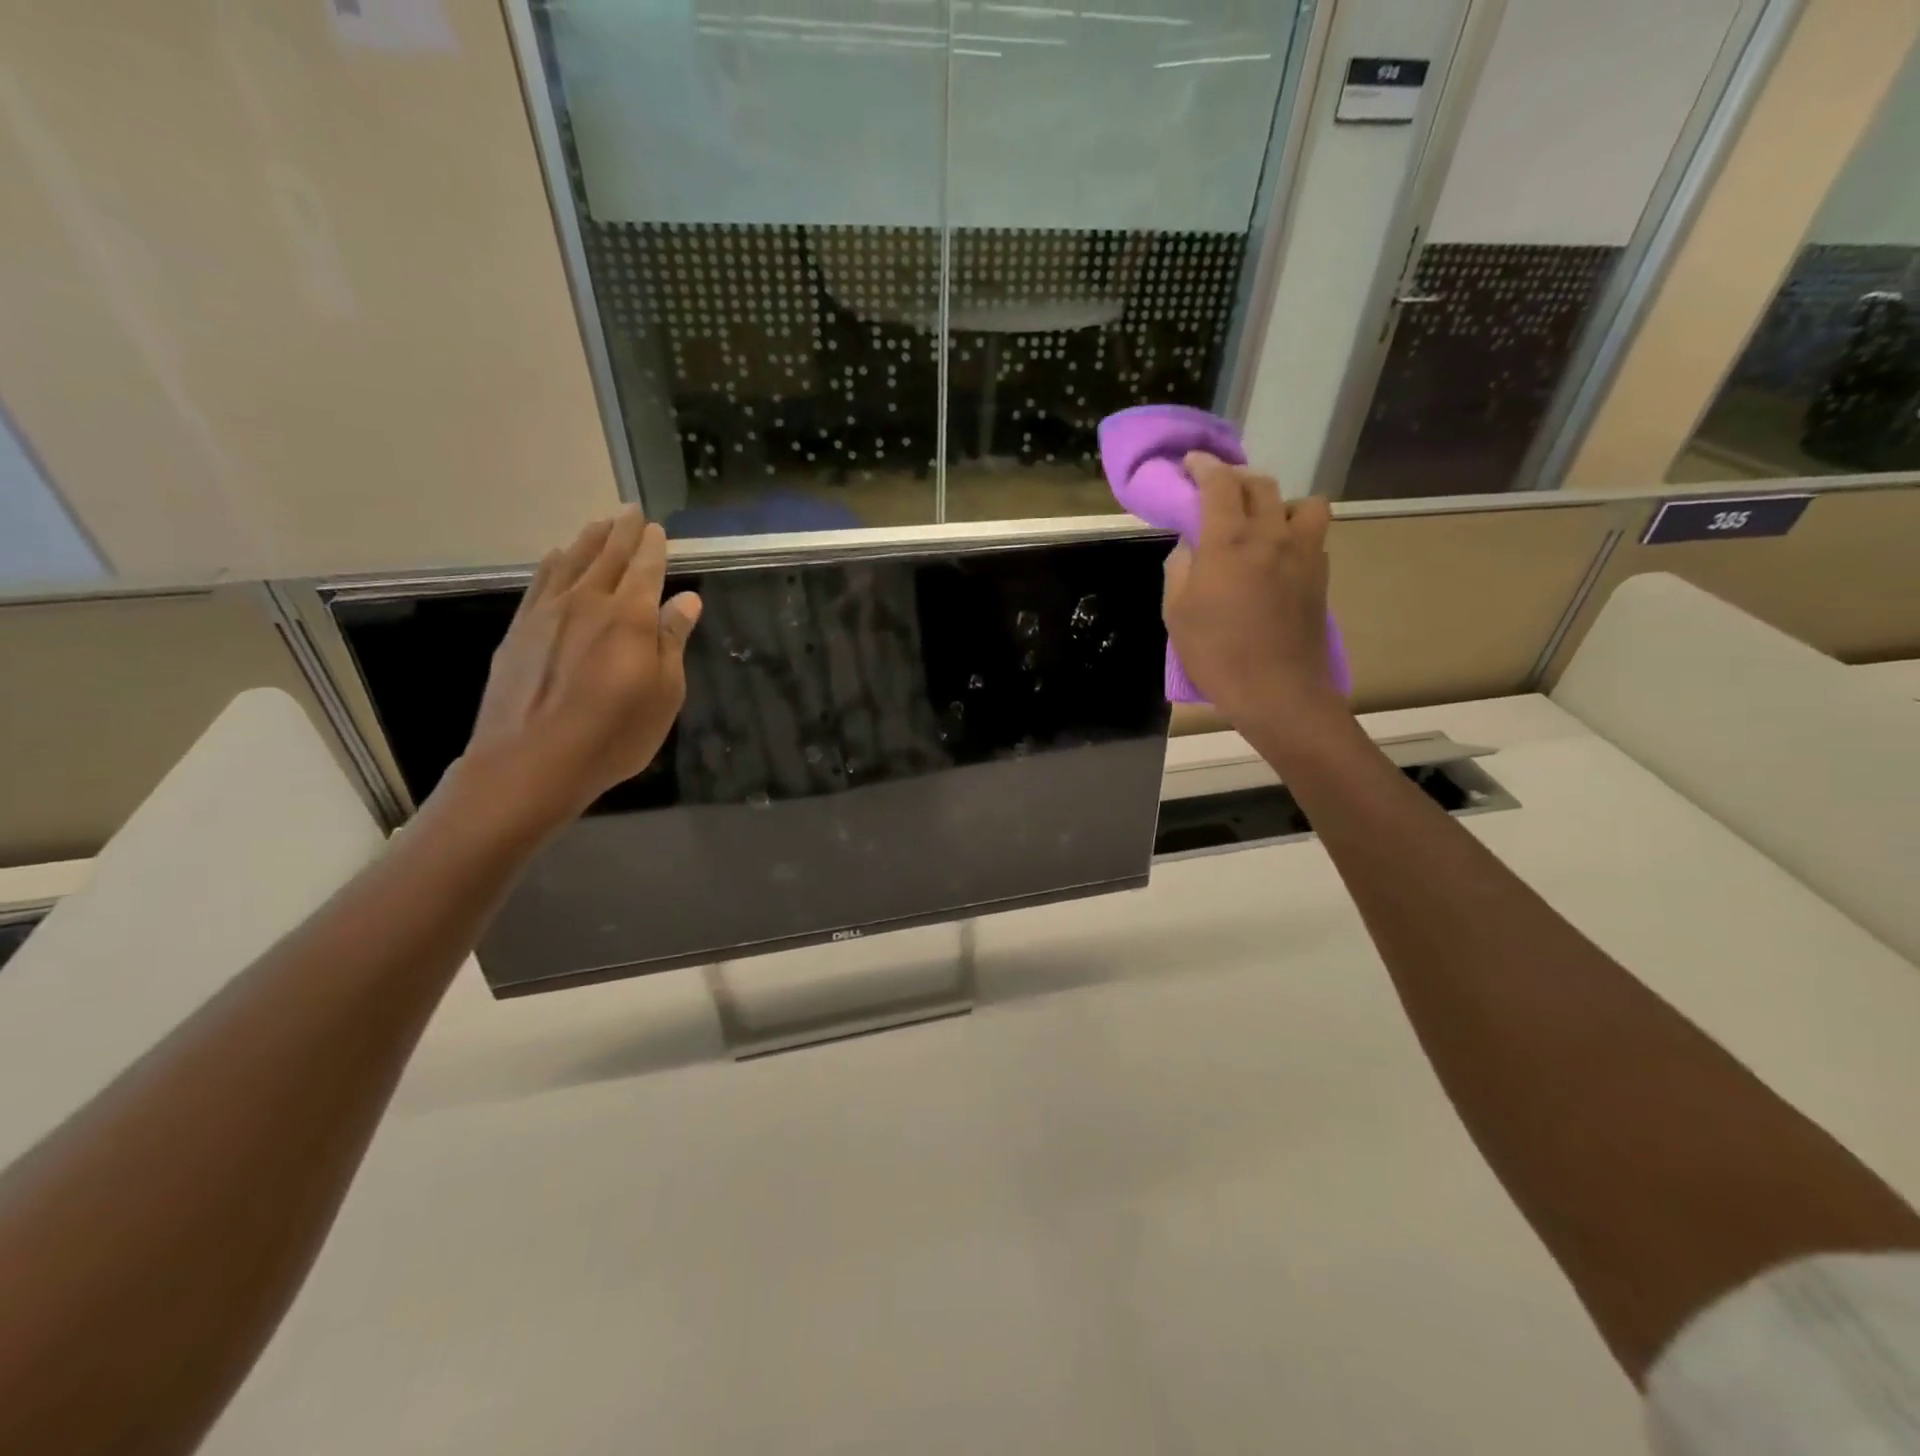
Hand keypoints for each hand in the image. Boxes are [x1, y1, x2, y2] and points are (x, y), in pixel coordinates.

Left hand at [451, 508, 701, 836]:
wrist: (531, 761)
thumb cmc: (614, 734)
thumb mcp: (664, 694)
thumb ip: (673, 641)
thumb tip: (686, 600)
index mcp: (631, 617)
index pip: (646, 569)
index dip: (654, 547)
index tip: (658, 528)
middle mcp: (588, 603)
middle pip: (608, 556)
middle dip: (623, 532)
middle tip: (631, 510)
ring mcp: (548, 613)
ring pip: (571, 562)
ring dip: (588, 540)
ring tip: (600, 525)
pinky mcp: (520, 630)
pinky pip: (540, 582)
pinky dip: (553, 564)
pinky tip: (556, 558)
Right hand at [1162, 453, 1350, 749]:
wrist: (1278, 691)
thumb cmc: (1217, 655)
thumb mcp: (1177, 614)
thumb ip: (1180, 570)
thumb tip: (1191, 548)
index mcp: (1229, 542)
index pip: (1219, 485)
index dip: (1203, 467)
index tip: (1191, 463)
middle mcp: (1271, 535)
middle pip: (1260, 485)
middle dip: (1235, 479)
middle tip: (1217, 491)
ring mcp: (1303, 553)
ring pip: (1300, 503)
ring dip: (1276, 502)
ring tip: (1260, 522)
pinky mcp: (1320, 574)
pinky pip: (1313, 533)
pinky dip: (1294, 530)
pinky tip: (1278, 553)